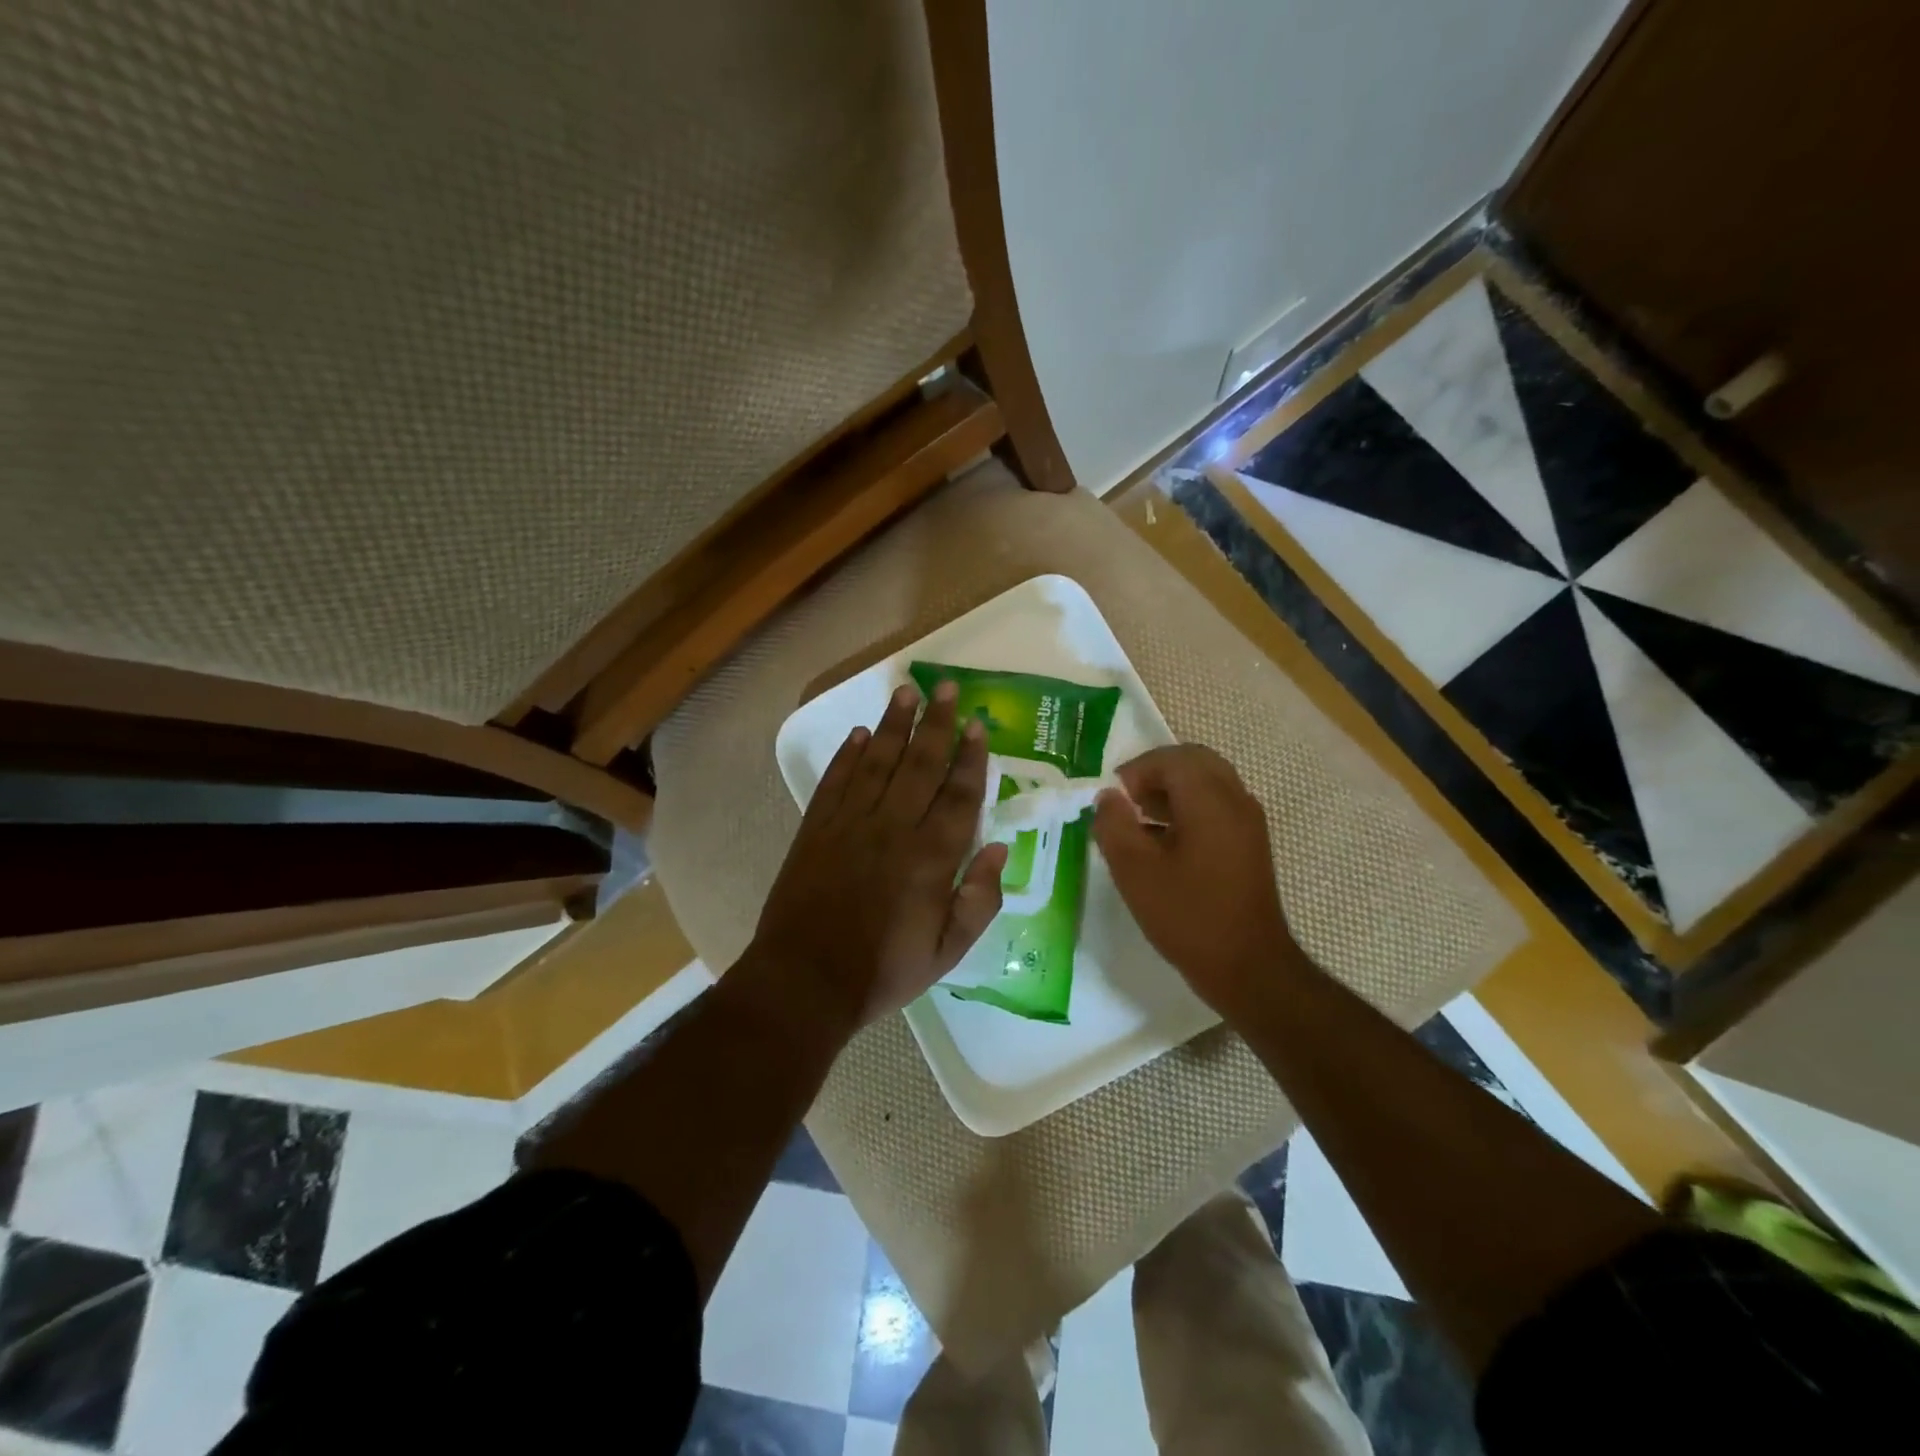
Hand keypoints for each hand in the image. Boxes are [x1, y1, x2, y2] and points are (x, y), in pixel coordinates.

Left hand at [749, 681, 1007, 1031]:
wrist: (806, 981)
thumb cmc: (884, 971)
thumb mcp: (949, 951)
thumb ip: (980, 899)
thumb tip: (999, 849)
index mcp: (931, 857)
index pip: (958, 794)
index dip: (971, 757)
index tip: (978, 724)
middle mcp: (893, 828)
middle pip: (920, 764)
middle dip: (936, 723)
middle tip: (946, 687)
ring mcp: (850, 824)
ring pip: (877, 762)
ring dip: (893, 726)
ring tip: (906, 693)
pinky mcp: (816, 829)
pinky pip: (835, 781)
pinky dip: (847, 755)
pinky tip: (859, 734)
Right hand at [1092, 744, 1300, 1019]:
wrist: (1249, 967)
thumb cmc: (1188, 917)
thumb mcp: (1135, 872)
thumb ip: (1114, 825)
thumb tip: (1107, 797)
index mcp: (1210, 800)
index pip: (1171, 758)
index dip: (1136, 770)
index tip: (1112, 798)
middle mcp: (1235, 800)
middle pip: (1194, 761)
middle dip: (1156, 773)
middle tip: (1127, 801)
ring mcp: (1248, 822)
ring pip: (1208, 781)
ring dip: (1172, 790)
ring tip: (1140, 820)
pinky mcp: (1250, 843)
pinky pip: (1217, 805)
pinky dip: (1188, 808)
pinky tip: (1164, 842)